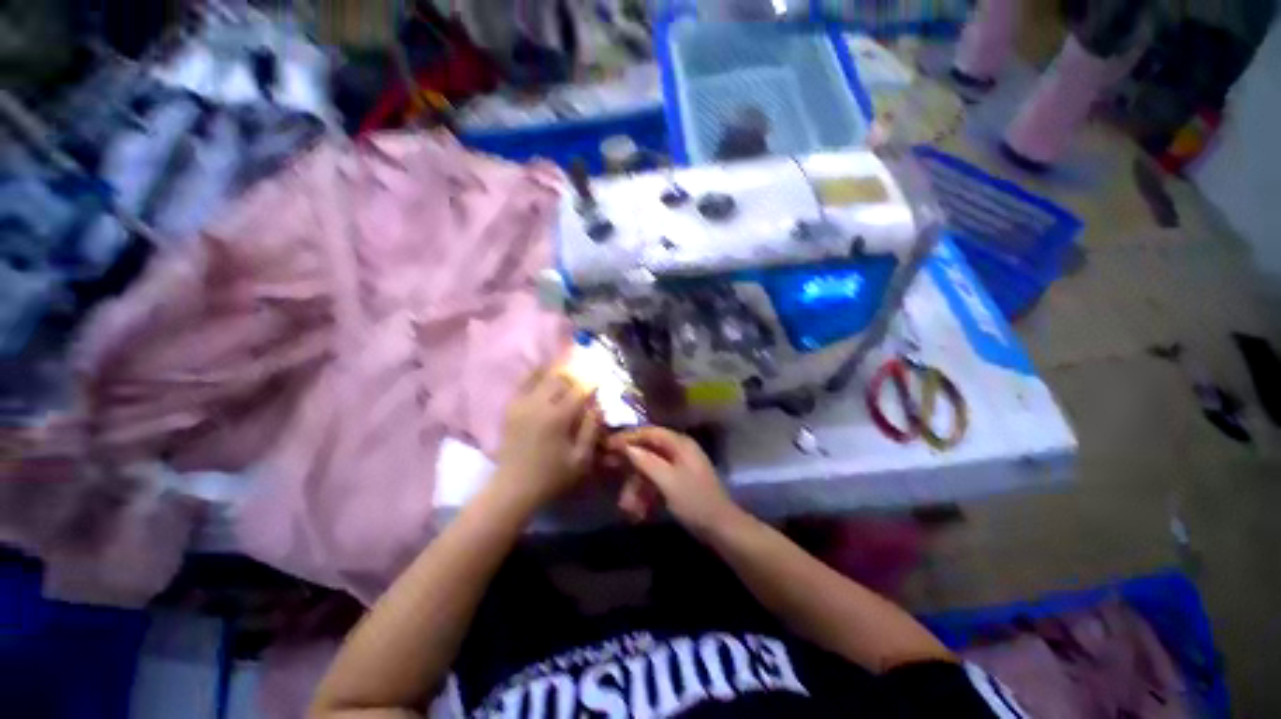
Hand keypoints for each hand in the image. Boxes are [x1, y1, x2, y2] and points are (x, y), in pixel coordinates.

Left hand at [492, 365, 601, 510]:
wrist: (513, 488)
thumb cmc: (552, 476)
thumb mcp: (581, 459)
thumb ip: (591, 429)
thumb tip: (598, 406)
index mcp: (558, 417)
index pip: (579, 390)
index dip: (591, 383)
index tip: (599, 380)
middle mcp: (539, 404)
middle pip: (560, 378)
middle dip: (574, 375)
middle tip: (582, 377)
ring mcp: (521, 404)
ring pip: (541, 377)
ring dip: (556, 372)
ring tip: (565, 370)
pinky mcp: (510, 408)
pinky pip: (523, 383)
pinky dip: (534, 375)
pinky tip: (542, 372)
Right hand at [609, 427, 738, 532]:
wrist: (721, 528)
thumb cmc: (694, 501)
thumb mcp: (667, 481)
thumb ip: (646, 461)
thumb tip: (625, 446)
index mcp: (680, 444)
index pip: (649, 433)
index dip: (628, 437)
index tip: (608, 444)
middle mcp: (679, 451)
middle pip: (648, 451)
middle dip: (629, 466)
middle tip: (609, 471)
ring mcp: (679, 467)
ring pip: (650, 469)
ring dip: (636, 487)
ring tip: (627, 508)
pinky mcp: (678, 482)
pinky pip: (656, 482)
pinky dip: (646, 494)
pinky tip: (638, 512)